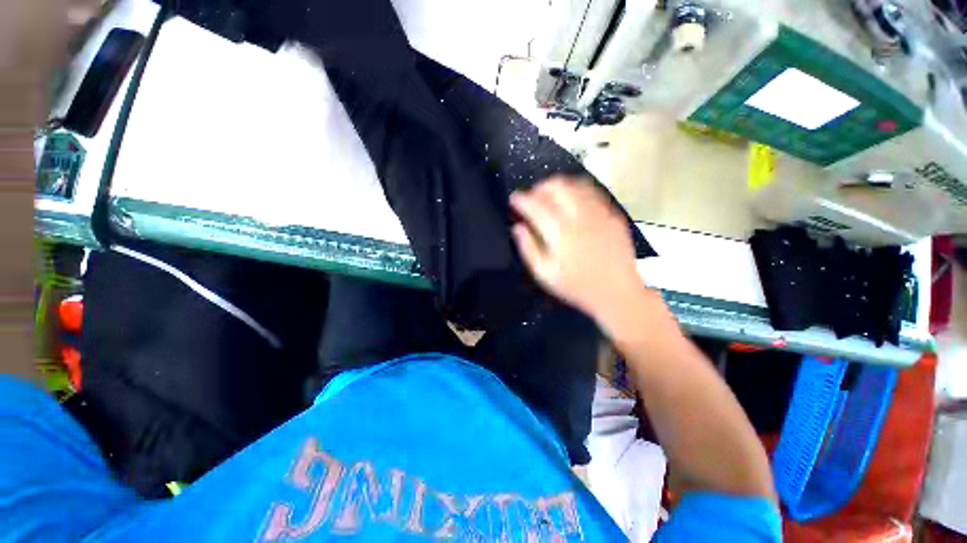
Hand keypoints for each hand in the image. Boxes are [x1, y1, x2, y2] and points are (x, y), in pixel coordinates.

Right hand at [510, 176, 642, 319]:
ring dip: (559, 186)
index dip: (520, 199)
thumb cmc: (576, 287)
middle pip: (557, 185)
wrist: (617, 293)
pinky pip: (593, 192)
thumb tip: (517, 227)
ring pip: (576, 184)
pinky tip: (573, 204)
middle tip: (533, 199)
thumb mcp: (544, 274)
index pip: (535, 205)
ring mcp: (600, 213)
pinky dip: (577, 192)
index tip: (513, 199)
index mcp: (560, 233)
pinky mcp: (613, 215)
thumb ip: (528, 248)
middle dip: (539, 187)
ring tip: (551, 198)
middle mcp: (580, 216)